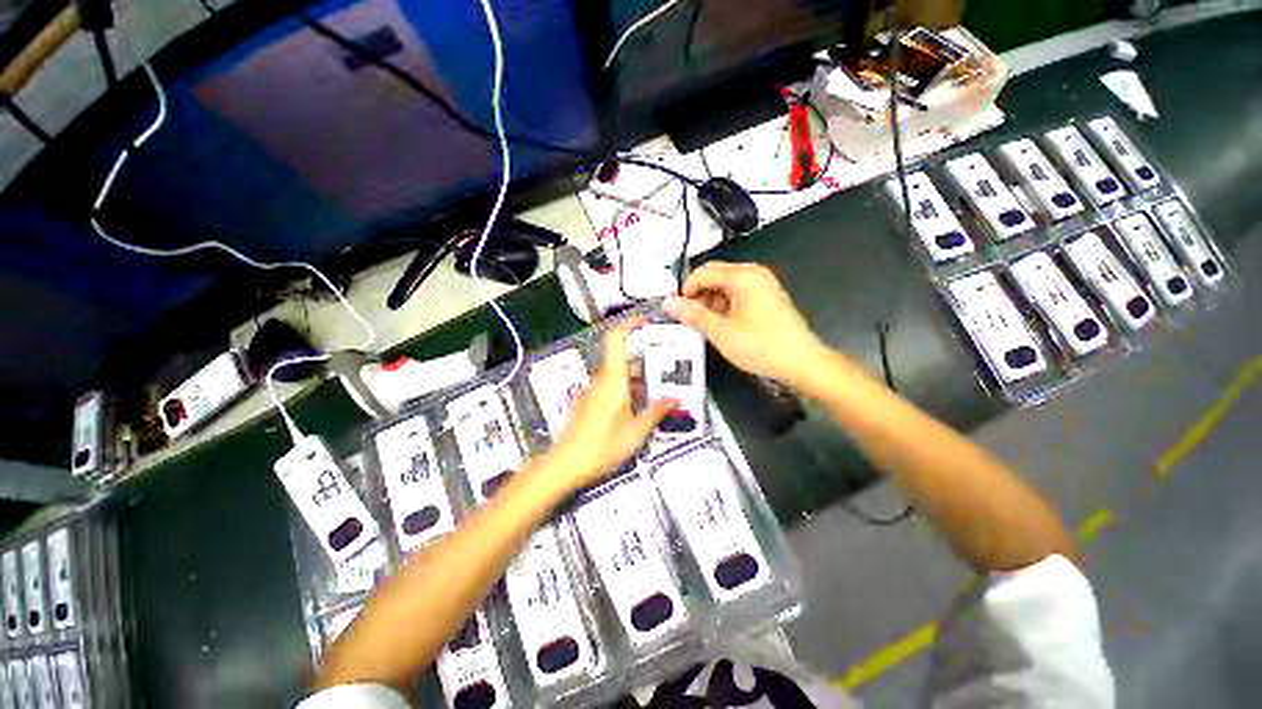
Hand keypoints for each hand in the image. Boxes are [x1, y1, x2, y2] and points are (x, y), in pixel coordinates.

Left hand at [543, 320, 677, 492]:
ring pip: (618, 375)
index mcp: (613, 379)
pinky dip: (626, 390)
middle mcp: (601, 379)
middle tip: (666, 372)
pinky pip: (610, 387)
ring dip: (637, 380)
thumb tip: (676, 399)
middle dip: (645, 363)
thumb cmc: (603, 446)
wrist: (566, 464)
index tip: (645, 323)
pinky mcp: (589, 401)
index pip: (616, 339)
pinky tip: (637, 409)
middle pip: (623, 359)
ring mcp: (593, 390)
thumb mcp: (636, 431)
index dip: (629, 325)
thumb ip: (656, 412)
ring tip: (657, 393)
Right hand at [667, 261, 825, 385]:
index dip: (686, 290)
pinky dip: (725, 308)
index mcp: (743, 276)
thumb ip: (693, 315)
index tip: (677, 311)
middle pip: (715, 277)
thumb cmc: (761, 346)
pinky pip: (738, 296)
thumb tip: (669, 303)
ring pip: (725, 287)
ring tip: (704, 327)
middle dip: (698, 297)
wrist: (802, 363)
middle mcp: (754, 274)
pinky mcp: (767, 299)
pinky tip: (721, 326)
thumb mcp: (721, 332)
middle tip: (688, 321)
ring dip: (710, 304)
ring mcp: (762, 286)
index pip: (703, 272)